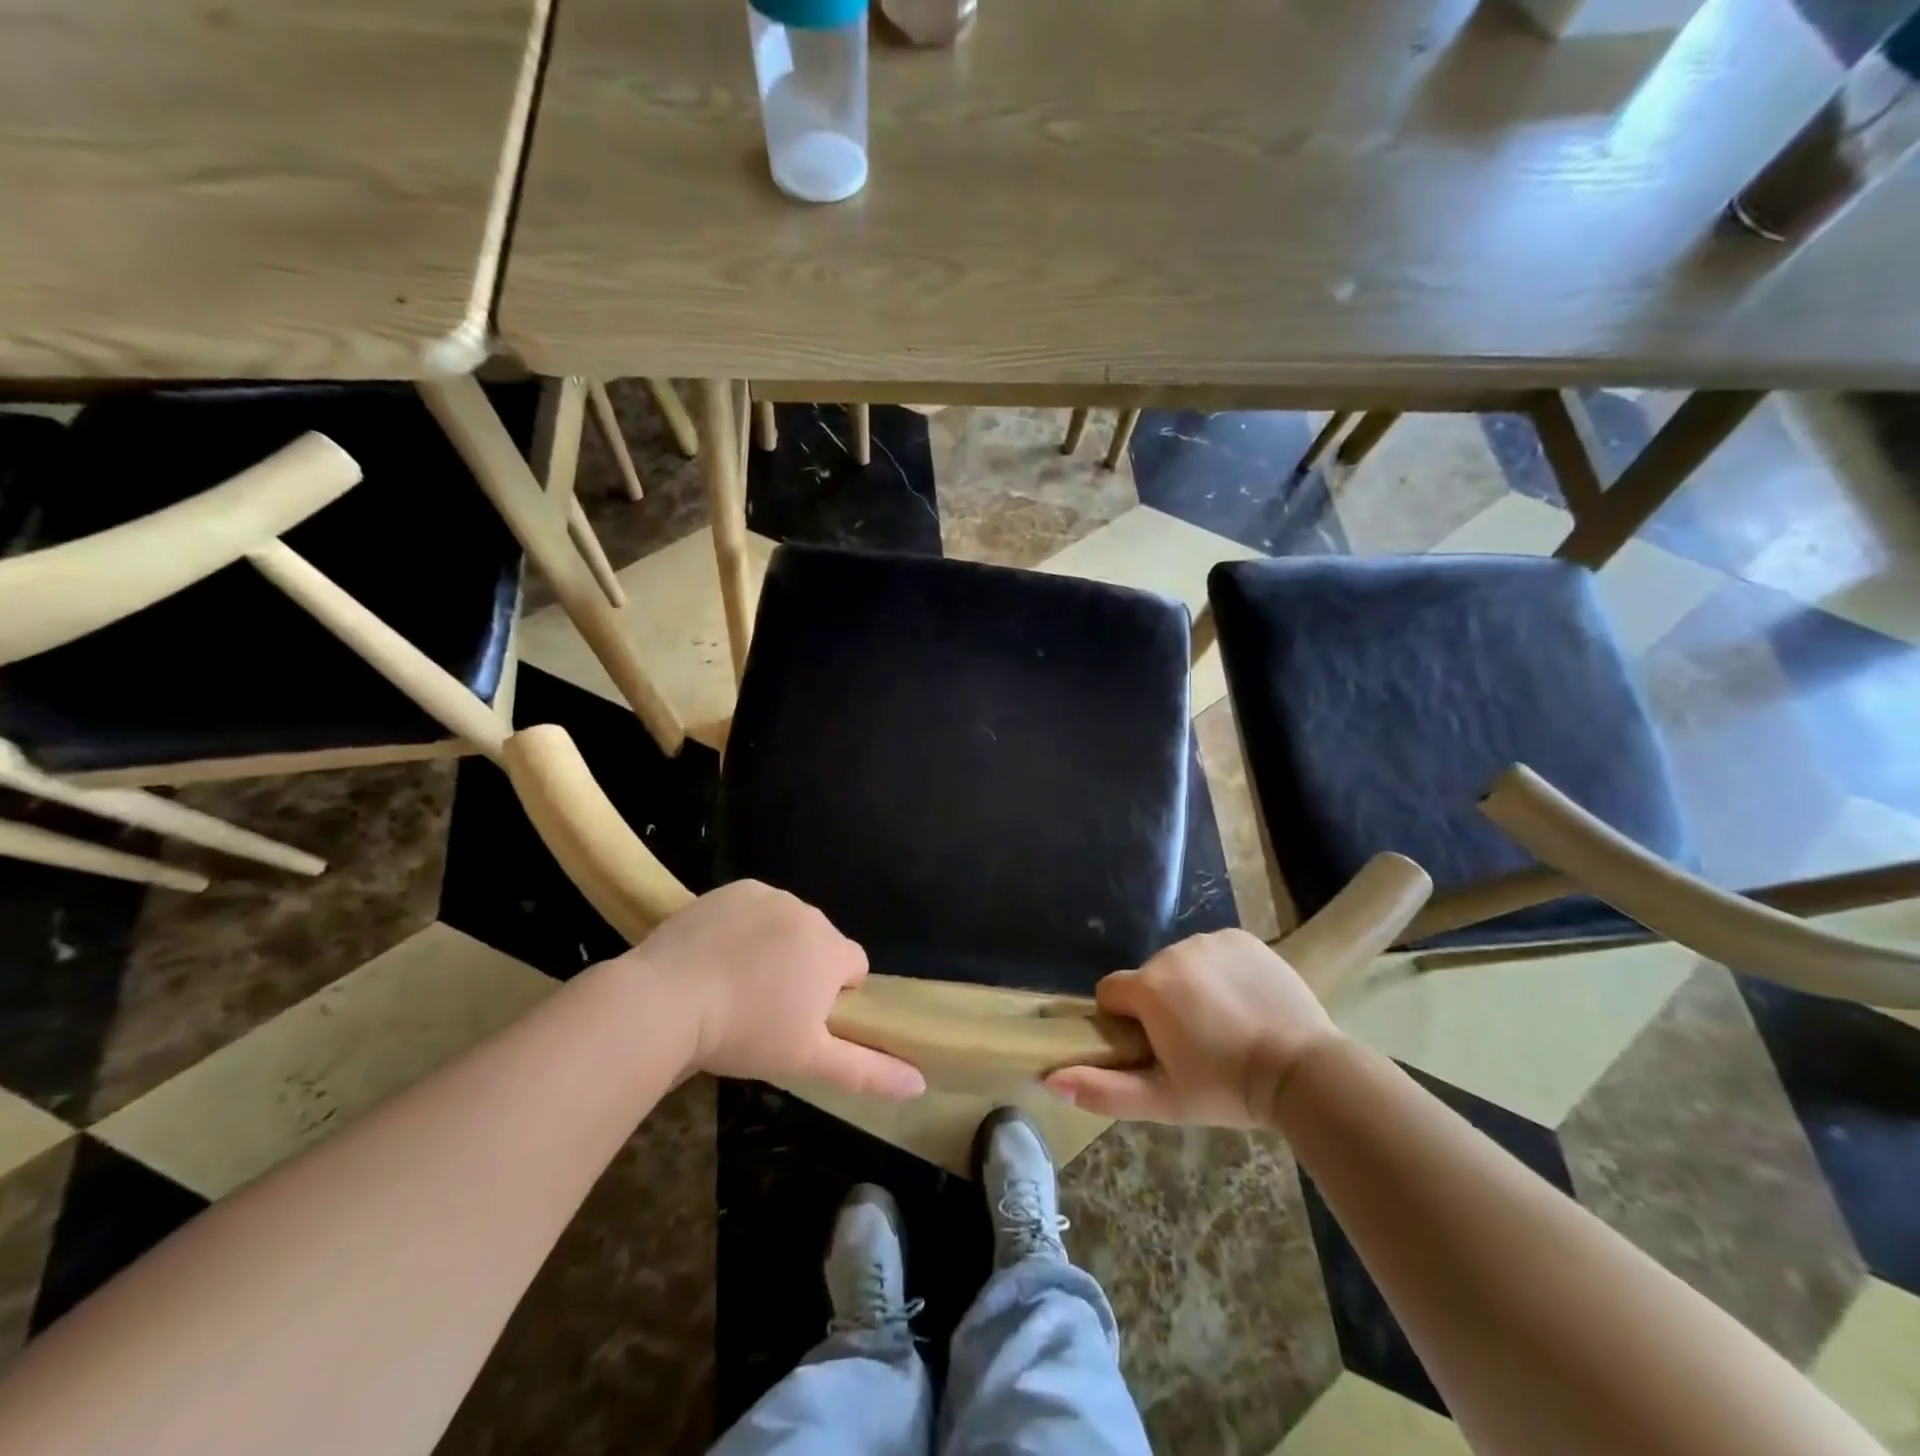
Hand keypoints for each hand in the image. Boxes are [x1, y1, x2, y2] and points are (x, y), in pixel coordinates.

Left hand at [631, 881, 925, 1099]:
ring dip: (775, 947)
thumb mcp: (808, 1060)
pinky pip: (754, 908)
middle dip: (804, 969)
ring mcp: (768, 896)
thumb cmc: (744, 1033)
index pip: (854, 966)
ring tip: (735, 983)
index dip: (834, 995)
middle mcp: (808, 913)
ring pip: (787, 924)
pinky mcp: (733, 889)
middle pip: (820, 943)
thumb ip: (868, 1071)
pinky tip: (716, 956)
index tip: (801, 1019)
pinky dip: (744, 927)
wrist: (665, 1001)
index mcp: (831, 950)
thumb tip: (920, 1085)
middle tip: (765, 1007)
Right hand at [1046, 929, 1339, 1125]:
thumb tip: (1049, 1079)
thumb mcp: (1163, 1101)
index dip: (1123, 1021)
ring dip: (1189, 987)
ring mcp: (1210, 940)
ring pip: (1180, 963)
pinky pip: (1214, 951)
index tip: (1151, 1048)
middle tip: (1193, 1044)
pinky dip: (1219, 971)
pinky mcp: (1242, 937)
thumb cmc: (1227, 1089)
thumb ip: (1103, 1090)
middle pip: (1148, 978)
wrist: (1303, 1070)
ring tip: (1223, 1024)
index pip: (1110, 992)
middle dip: (1159, 1005)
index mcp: (1148, 988)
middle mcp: (1172, 952)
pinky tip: (1243, 1001)